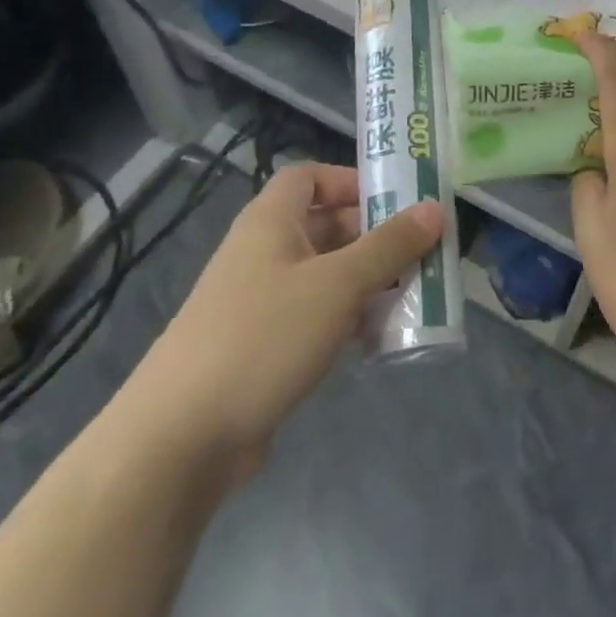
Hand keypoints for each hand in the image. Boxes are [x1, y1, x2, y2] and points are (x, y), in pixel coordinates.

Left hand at [117, 164, 443, 489]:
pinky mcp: (264, 347)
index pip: (309, 177)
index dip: (351, 180)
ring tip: (414, 293)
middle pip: (325, 226)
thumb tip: (436, 208)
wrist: (179, 439)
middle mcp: (264, 253)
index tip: (395, 201)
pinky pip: (316, 316)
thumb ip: (389, 246)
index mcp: (271, 222)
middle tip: (422, 250)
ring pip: (326, 275)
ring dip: (368, 280)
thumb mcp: (337, 285)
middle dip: (374, 236)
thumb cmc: (263, 337)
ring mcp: (261, 302)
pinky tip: (380, 337)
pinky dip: (348, 318)